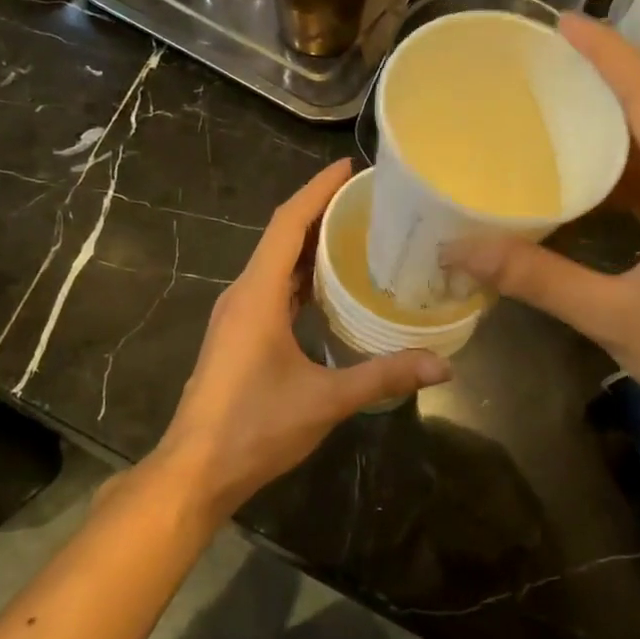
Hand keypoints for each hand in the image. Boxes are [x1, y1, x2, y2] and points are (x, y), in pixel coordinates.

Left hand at [158, 159, 449, 518]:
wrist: (196, 470)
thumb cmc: (255, 427)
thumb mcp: (326, 400)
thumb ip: (384, 376)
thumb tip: (443, 365)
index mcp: (257, 295)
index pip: (287, 224)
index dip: (317, 190)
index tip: (349, 168)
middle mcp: (243, 294)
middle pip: (281, 236)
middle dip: (320, 211)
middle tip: (368, 200)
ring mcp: (237, 315)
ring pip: (276, 263)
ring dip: (310, 243)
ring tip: (356, 232)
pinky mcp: (239, 335)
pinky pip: (272, 288)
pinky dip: (301, 276)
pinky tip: (330, 287)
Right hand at [445, 14, 639, 429]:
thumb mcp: (614, 314)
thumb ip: (538, 278)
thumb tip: (461, 249)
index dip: (605, 53)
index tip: (559, 23)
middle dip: (598, 74)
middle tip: (539, 60)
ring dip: (603, 118)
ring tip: (547, 104)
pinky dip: (607, 166)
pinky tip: (570, 178)